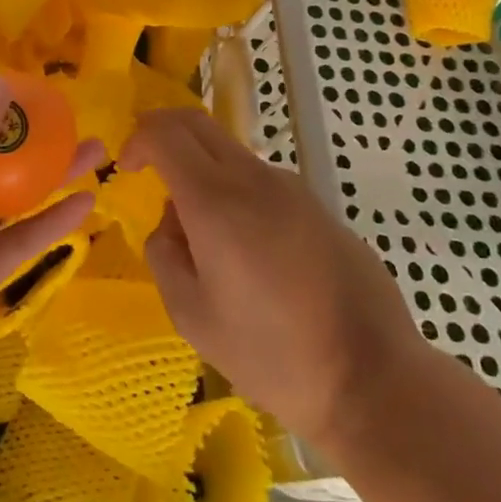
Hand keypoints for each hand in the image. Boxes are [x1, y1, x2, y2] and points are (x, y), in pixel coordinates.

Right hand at [121, 108, 423, 450]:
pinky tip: (248, 255)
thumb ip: (164, 254)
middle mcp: (254, 178)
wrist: (373, 378)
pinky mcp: (317, 206)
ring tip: (202, 238)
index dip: (137, 139)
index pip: (165, 132)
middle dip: (163, 134)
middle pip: (197, 123)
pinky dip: (234, 192)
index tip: (126, 169)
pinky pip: (261, 181)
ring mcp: (292, 188)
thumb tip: (172, 222)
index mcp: (215, 200)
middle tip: (147, 169)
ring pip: (230, 153)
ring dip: (201, 170)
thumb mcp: (192, 316)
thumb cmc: (272, 354)